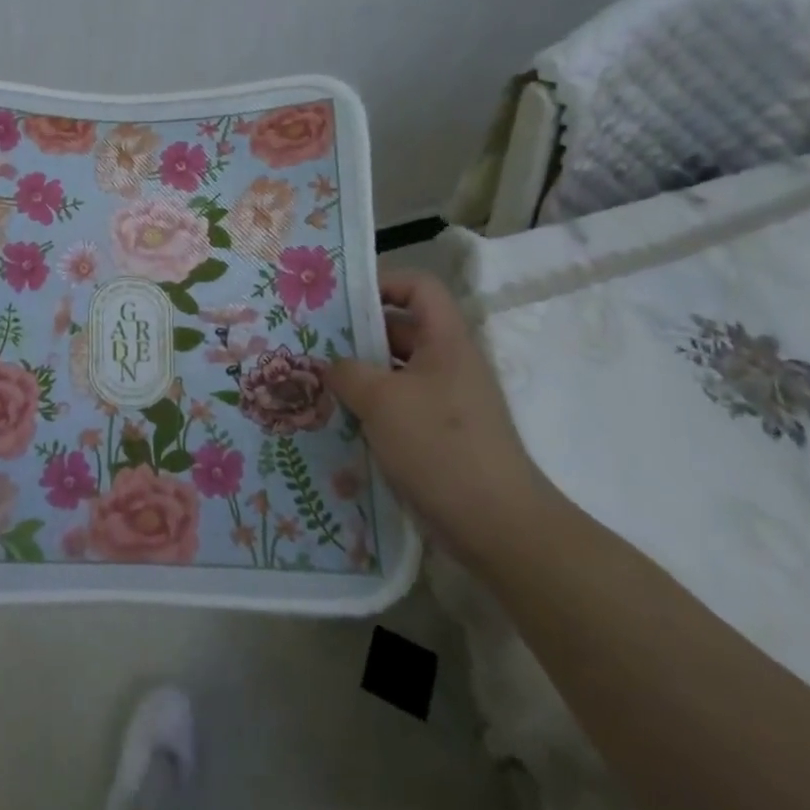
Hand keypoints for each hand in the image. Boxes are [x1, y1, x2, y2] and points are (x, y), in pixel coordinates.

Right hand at [327, 270, 555, 571]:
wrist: (498, 526)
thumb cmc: (440, 446)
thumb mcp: (381, 400)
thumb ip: (347, 372)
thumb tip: (332, 366)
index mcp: (445, 342)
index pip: (419, 288)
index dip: (383, 283)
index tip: (341, 300)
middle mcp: (448, 365)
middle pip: (401, 330)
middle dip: (356, 334)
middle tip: (311, 343)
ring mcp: (445, 403)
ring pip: (394, 373)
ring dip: (359, 376)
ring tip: (316, 384)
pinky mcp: (439, 437)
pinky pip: (398, 408)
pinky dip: (370, 410)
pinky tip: (338, 422)